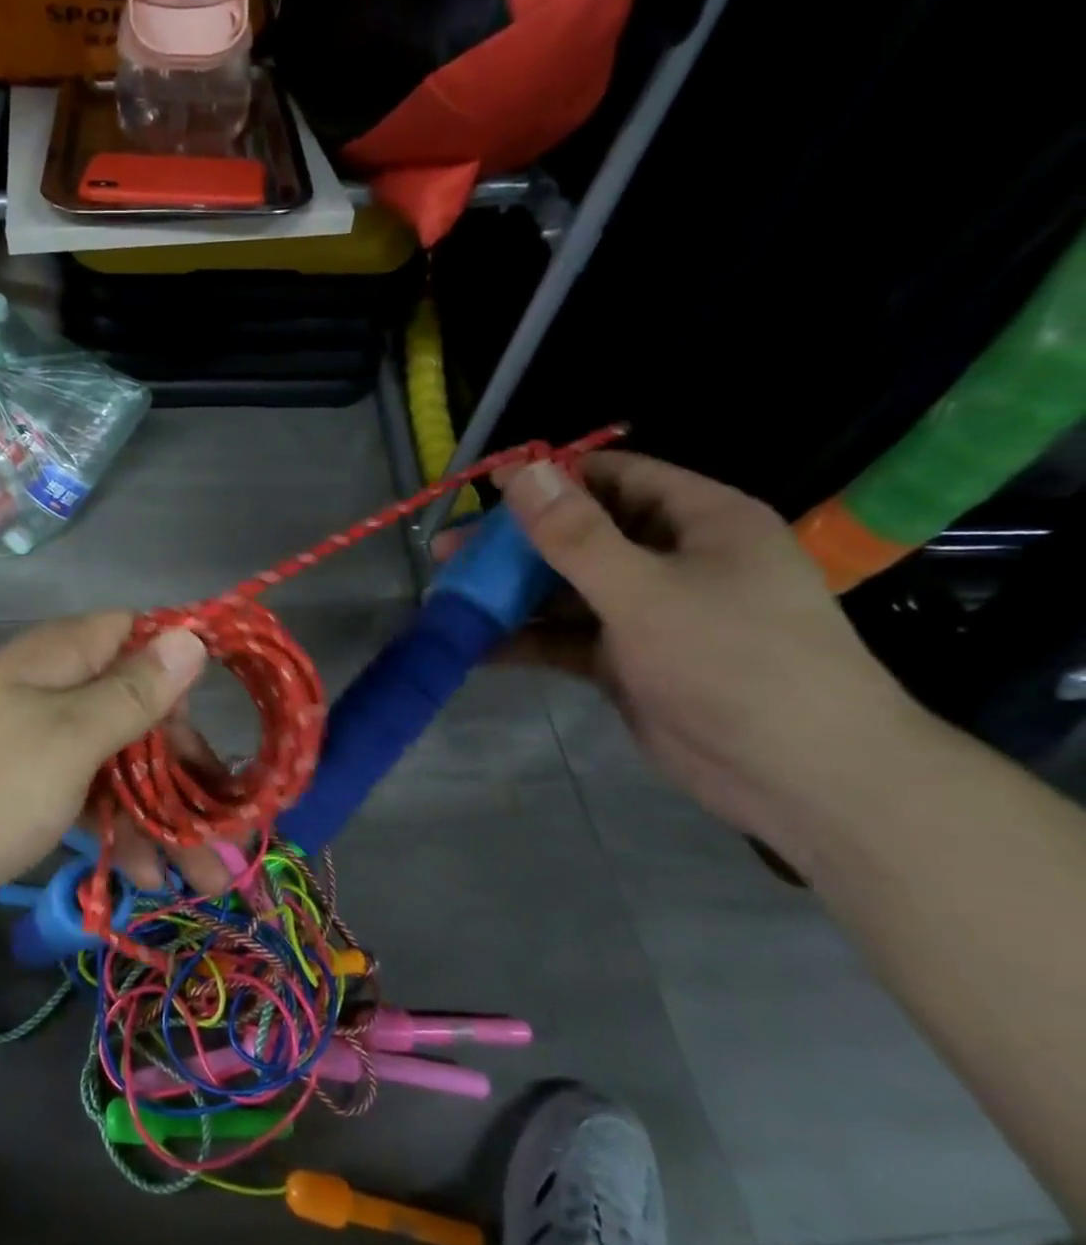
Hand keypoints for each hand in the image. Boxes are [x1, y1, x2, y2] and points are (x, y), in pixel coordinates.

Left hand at [0, 612, 236, 907]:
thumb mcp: (69, 738)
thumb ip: (134, 692)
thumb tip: (192, 635)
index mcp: (65, 657)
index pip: (143, 639)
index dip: (185, 677)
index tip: (220, 730)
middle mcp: (54, 687)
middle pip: (139, 712)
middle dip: (188, 772)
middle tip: (229, 837)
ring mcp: (36, 738)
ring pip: (117, 762)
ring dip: (161, 815)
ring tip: (203, 880)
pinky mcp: (21, 784)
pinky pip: (83, 794)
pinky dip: (114, 828)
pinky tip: (142, 875)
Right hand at [437, 451, 920, 839]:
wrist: (797, 774)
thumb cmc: (733, 661)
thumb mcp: (645, 591)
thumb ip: (576, 535)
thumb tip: (523, 471)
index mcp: (698, 521)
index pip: (615, 477)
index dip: (549, 479)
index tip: (484, 491)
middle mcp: (672, 559)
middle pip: (579, 535)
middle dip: (513, 544)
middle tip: (447, 554)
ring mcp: (648, 614)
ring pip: (565, 590)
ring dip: (510, 594)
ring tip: (448, 598)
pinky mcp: (627, 662)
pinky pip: (565, 639)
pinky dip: (525, 640)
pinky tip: (475, 646)